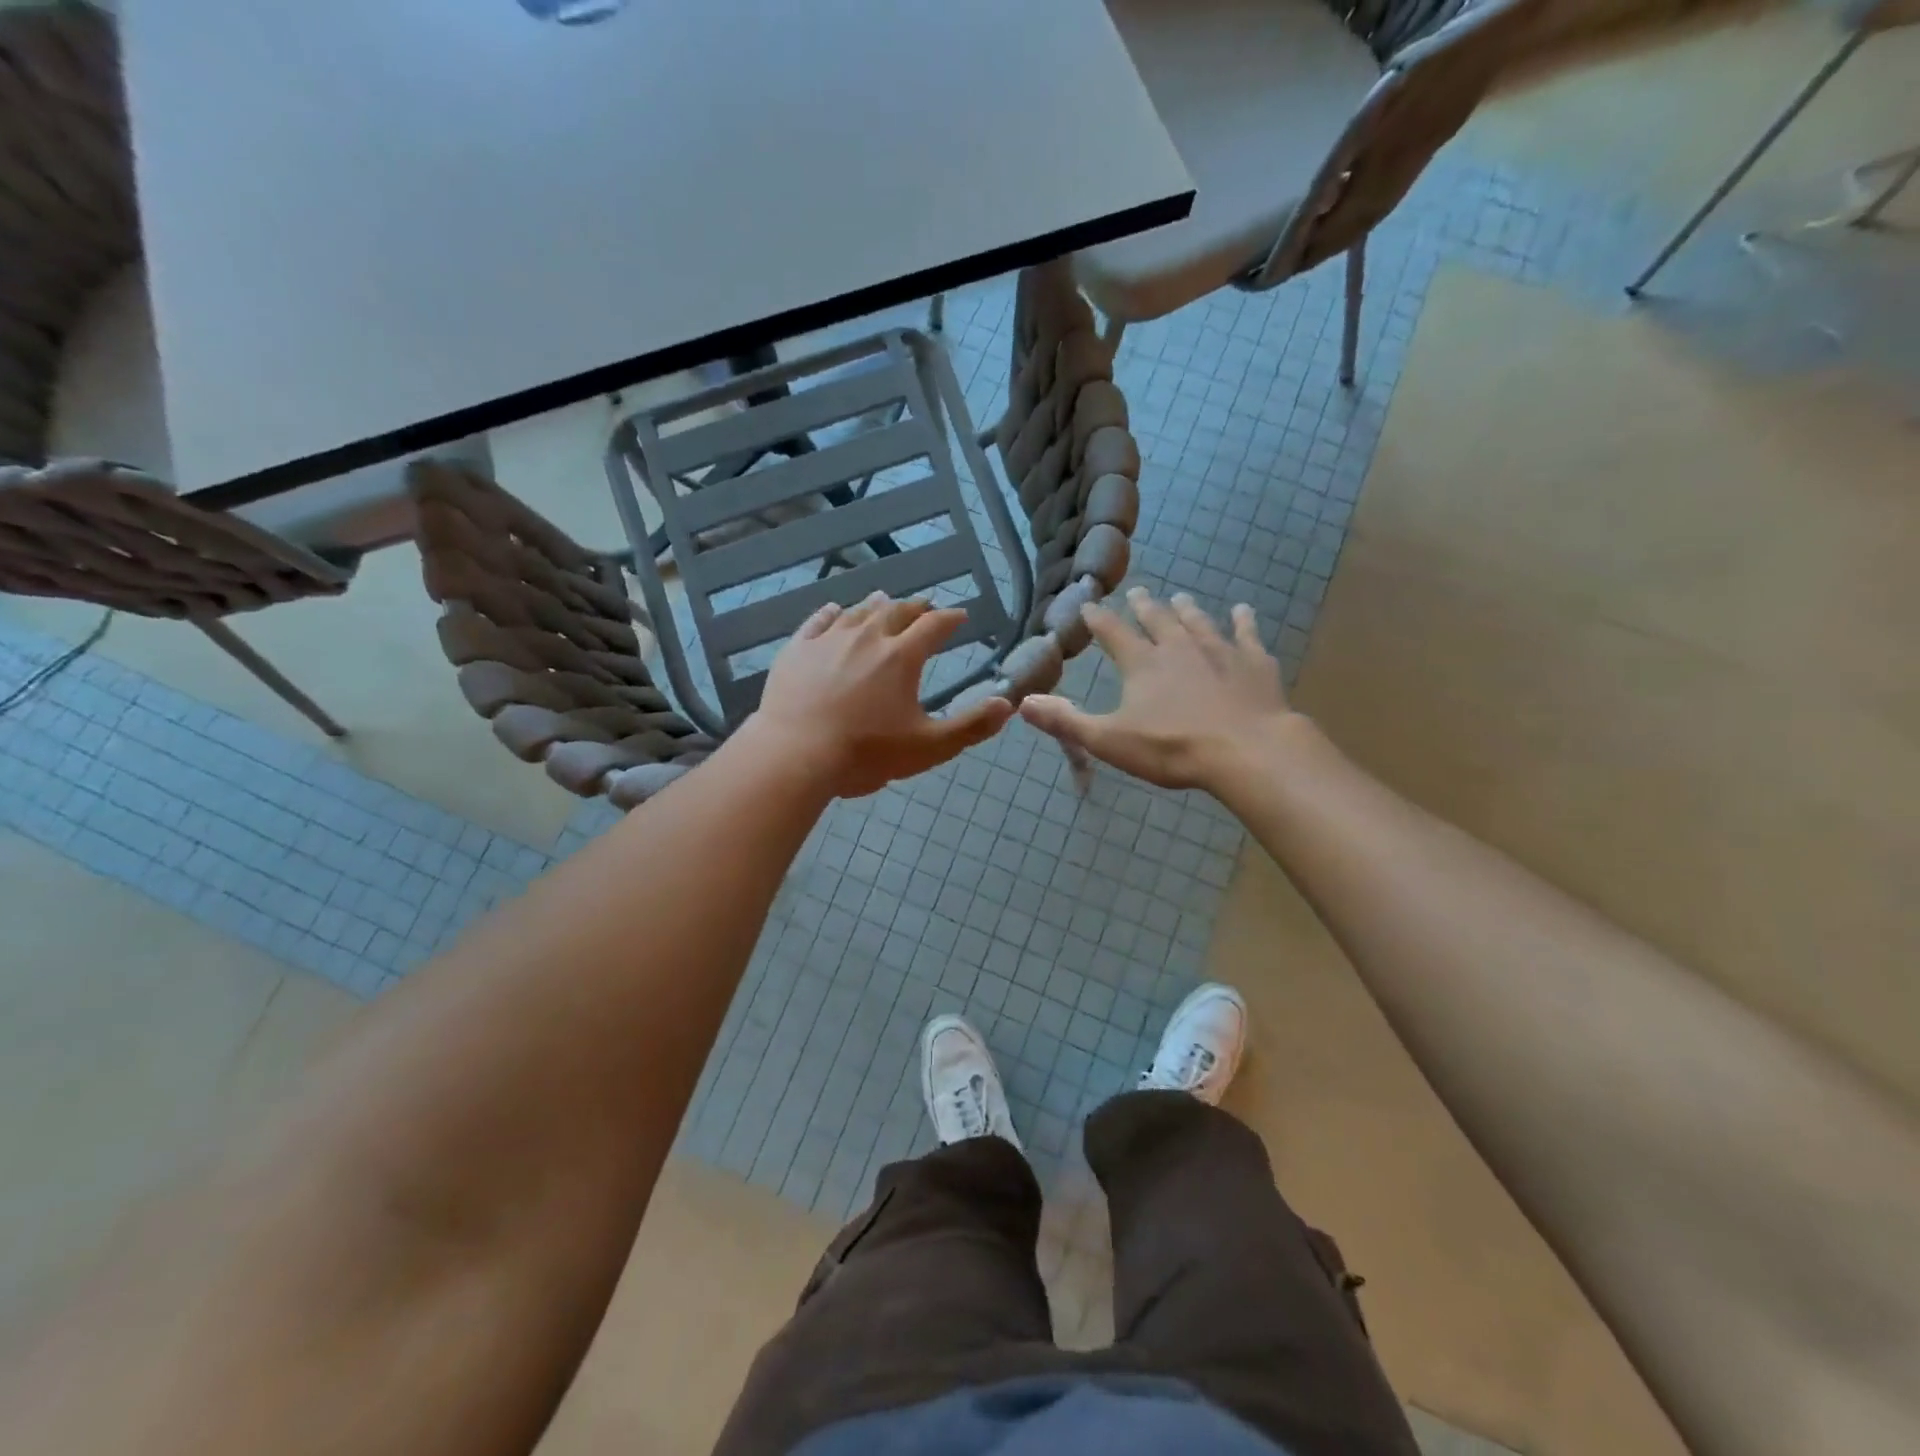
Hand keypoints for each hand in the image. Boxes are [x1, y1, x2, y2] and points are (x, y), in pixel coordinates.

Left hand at [747, 593, 1012, 797]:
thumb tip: (1006, 704)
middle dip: (915, 608)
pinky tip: (833, 610)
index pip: (933, 626)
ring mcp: (828, 640)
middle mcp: (867, 637)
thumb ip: (971, 726)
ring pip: (857, 611)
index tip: (959, 616)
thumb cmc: (866, 753)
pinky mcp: (796, 650)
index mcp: (901, 657)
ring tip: (885, 601)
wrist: (795, 755)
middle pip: (896, 611)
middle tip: (925, 607)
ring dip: (877, 605)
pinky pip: (816, 621)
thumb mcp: (929, 747)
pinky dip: (831, 613)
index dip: (950, 618)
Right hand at [1019, 589, 1295, 791]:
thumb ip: (1066, 721)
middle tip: (1137, 592)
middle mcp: (1178, 648)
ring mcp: (1219, 651)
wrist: (1246, 751)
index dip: (1098, 618)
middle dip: (1143, 606)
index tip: (1089, 604)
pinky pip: (1246, 635)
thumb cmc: (1173, 748)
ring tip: (1180, 596)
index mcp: (1142, 664)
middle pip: (1157, 620)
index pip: (1112, 633)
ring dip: (1186, 609)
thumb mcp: (1109, 740)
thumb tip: (1022, 703)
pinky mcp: (1254, 663)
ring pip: (1198, 622)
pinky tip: (1242, 611)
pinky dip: (1243, 621)